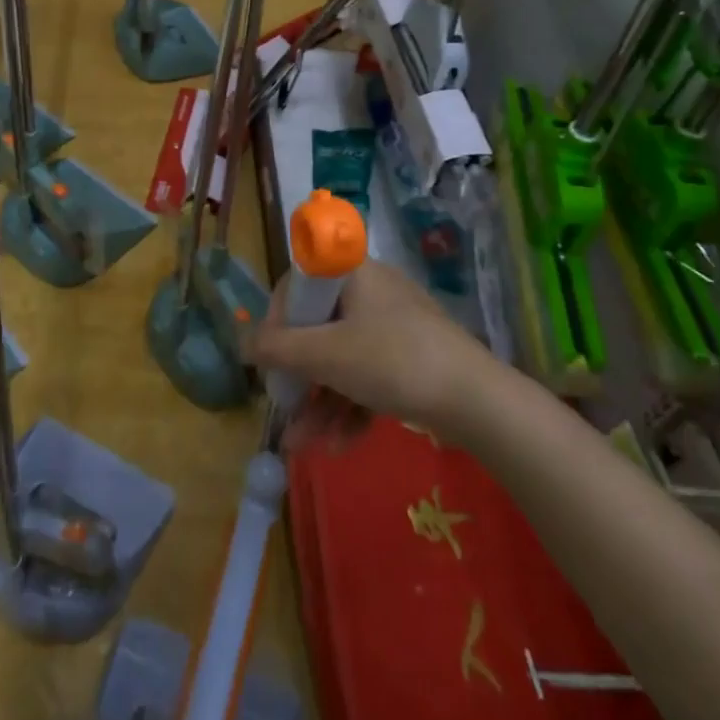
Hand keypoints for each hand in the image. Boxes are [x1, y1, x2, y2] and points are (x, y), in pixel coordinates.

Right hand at [245, 257, 487, 434]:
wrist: (480, 403)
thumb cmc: (394, 362)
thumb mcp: (326, 355)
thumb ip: (276, 349)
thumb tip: (240, 344)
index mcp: (351, 274)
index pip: (297, 286)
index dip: (277, 322)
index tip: (271, 359)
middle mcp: (371, 293)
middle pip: (318, 329)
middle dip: (298, 377)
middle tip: (283, 407)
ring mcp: (393, 327)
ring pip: (342, 359)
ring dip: (319, 401)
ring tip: (302, 445)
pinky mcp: (410, 359)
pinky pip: (367, 376)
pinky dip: (350, 406)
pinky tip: (338, 446)